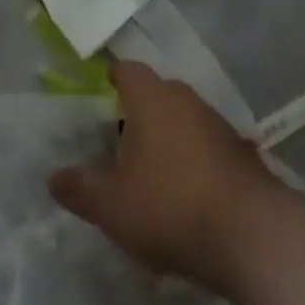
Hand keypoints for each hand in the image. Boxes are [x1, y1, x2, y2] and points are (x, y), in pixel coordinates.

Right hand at [49, 62, 283, 288]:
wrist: (251, 234)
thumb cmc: (169, 205)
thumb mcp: (111, 205)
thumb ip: (80, 188)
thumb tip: (53, 177)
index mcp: (150, 96)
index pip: (126, 69)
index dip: (111, 80)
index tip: (100, 97)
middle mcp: (184, 97)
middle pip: (154, 93)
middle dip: (136, 114)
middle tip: (117, 144)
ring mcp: (216, 122)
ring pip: (181, 118)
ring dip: (166, 138)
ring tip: (149, 174)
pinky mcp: (239, 151)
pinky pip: (204, 144)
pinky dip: (191, 160)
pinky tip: (184, 194)